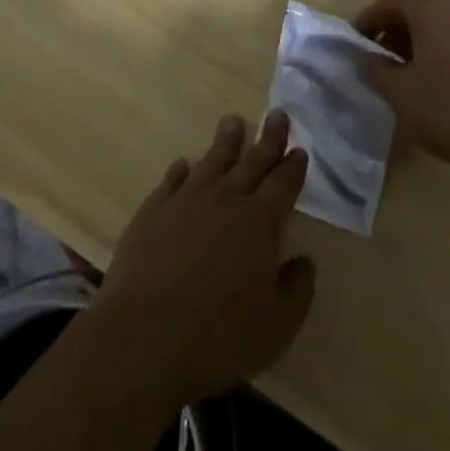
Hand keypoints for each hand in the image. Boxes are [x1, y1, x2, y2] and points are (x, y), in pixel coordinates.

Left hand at [94, 110, 315, 403]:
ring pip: (211, 161)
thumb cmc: (219, 336)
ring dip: (226, 141)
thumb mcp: (276, 327)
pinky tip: (183, 164)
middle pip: (251, 162)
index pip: (282, 185)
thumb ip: (296, 290)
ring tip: (233, 121)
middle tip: (278, 114)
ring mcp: (186, 200)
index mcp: (259, 223)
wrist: (145, 334)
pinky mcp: (153, 210)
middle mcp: (225, 200)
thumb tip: (304, 261)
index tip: (299, 149)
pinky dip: (181, 169)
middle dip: (268, 139)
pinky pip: (172, 180)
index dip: (292, 167)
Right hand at [354, 0, 449, 168]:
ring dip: (418, 45)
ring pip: (440, 28)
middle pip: (417, 11)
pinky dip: (442, 55)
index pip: (389, 1)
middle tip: (378, 61)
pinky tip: (437, 86)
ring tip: (406, 77)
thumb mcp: (400, 92)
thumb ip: (375, 70)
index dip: (367, 20)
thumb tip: (366, 59)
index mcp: (432, 8)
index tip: (355, 43)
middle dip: (393, 33)